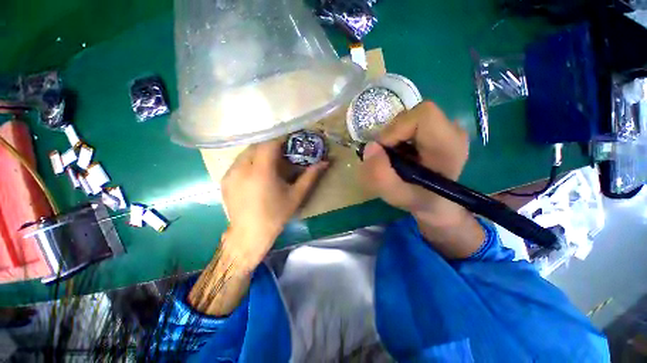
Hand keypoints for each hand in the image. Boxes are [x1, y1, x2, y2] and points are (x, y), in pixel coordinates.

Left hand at [221, 138, 328, 269]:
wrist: (249, 234)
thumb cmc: (276, 216)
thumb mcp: (296, 195)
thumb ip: (310, 176)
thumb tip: (325, 162)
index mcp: (261, 172)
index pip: (269, 144)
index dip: (281, 139)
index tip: (290, 142)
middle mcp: (242, 168)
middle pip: (257, 145)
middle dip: (271, 146)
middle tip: (282, 153)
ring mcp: (230, 173)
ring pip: (247, 152)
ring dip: (260, 152)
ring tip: (270, 163)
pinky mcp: (224, 179)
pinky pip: (238, 162)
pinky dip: (250, 161)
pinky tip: (257, 173)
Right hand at [361, 101, 468, 225]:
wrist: (435, 202)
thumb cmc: (418, 200)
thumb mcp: (395, 195)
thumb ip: (380, 175)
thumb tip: (370, 146)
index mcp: (448, 146)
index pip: (423, 115)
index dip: (396, 129)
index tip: (384, 150)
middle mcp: (452, 131)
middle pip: (412, 114)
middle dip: (391, 134)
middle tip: (386, 156)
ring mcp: (446, 128)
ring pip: (409, 118)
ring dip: (393, 136)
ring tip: (393, 157)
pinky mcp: (437, 129)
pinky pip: (410, 123)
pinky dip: (398, 136)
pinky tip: (400, 153)